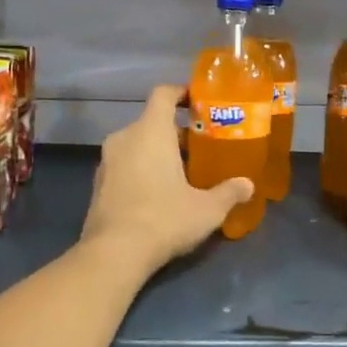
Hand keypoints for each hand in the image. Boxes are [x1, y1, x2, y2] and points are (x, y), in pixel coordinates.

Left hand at [81, 85, 252, 275]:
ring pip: (137, 145)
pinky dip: (142, 170)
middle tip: (202, 148)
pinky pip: (125, 165)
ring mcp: (106, 162)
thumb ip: (229, 193)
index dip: (181, 93)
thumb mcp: (207, 209)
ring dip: (158, 153)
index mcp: (150, 131)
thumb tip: (248, 185)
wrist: (113, 253)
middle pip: (152, 122)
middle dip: (177, 133)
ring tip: (183, 173)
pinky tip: (160, 194)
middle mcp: (124, 138)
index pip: (163, 94)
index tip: (198, 102)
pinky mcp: (98, 185)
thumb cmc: (164, 218)